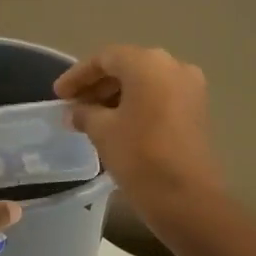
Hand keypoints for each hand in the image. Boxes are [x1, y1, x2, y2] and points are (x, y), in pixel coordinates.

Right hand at [54, 46, 222, 214]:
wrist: (186, 197)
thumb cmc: (139, 156)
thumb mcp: (102, 131)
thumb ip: (84, 114)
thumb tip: (75, 111)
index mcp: (148, 63)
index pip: (105, 58)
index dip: (78, 75)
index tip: (58, 95)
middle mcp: (173, 66)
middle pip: (127, 67)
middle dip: (97, 85)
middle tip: (72, 106)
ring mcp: (190, 88)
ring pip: (144, 83)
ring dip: (116, 96)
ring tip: (90, 118)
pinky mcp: (197, 110)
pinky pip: (159, 97)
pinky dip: (136, 105)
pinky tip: (116, 125)